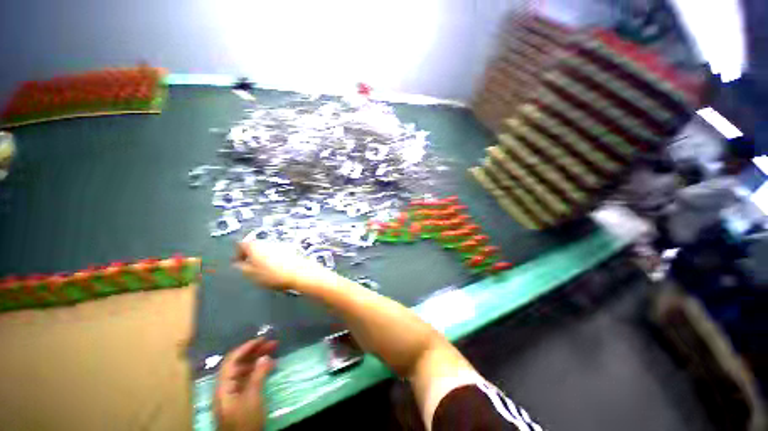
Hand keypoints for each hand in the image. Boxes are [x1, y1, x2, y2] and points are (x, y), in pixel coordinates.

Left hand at [214, 338, 276, 430]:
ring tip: (273, 352)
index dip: (246, 347)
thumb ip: (257, 376)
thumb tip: (265, 356)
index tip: (262, 339)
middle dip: (255, 352)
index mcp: (223, 386)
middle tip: (272, 343)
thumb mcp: (253, 398)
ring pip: (243, 370)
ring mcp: (232, 393)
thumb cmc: (245, 421)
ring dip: (257, 360)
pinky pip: (247, 379)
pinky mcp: (239, 398)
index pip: (231, 360)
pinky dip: (257, 370)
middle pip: (238, 364)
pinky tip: (269, 367)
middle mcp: (225, 387)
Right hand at [233, 241, 332, 290]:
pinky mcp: (289, 249)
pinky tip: (277, 269)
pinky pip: (277, 252)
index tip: (238, 263)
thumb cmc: (274, 275)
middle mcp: (267, 243)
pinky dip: (274, 258)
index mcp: (255, 247)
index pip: (241, 244)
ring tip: (264, 270)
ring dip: (263, 257)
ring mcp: (279, 245)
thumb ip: (242, 268)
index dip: (237, 253)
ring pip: (266, 249)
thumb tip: (237, 264)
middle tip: (250, 268)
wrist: (300, 273)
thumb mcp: (252, 275)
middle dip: (251, 256)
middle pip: (255, 246)